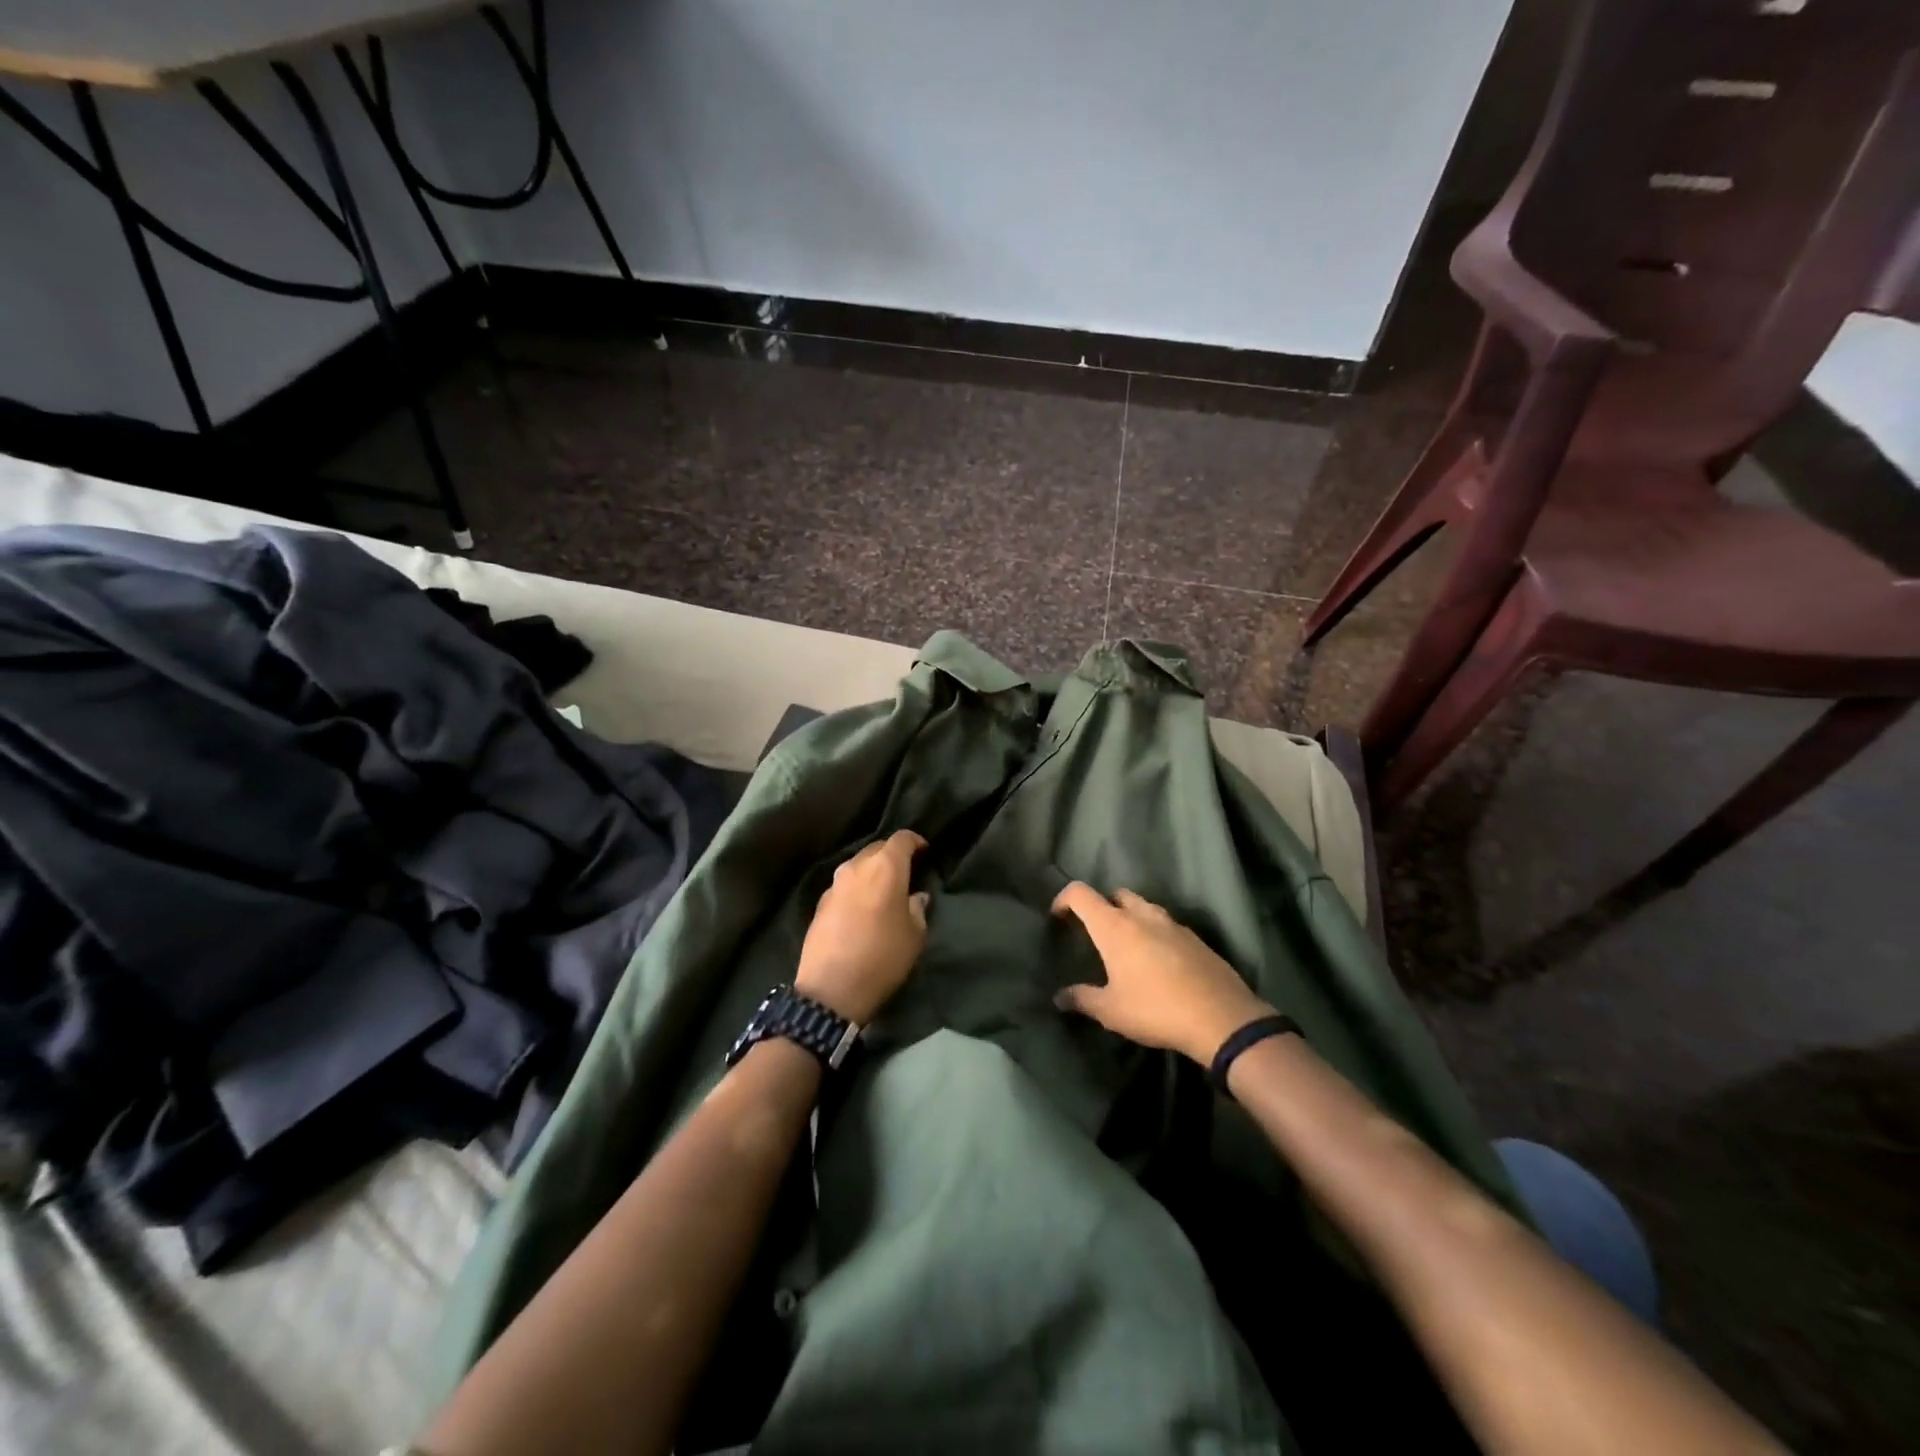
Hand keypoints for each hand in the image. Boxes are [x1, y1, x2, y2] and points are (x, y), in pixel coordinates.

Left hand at [796, 830, 930, 1023]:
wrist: (831, 989)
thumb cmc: (882, 957)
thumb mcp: (914, 935)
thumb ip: (917, 908)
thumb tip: (916, 896)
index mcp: (885, 867)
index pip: (902, 838)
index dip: (915, 842)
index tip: (925, 852)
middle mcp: (856, 867)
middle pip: (877, 849)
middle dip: (893, 855)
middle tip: (906, 873)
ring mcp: (834, 884)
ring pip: (858, 866)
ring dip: (872, 872)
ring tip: (883, 891)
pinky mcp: (820, 903)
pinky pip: (844, 886)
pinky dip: (856, 889)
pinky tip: (862, 908)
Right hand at [1051, 882, 1274, 1064]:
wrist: (1221, 1018)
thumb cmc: (1155, 1009)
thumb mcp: (1111, 1011)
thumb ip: (1082, 999)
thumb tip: (1059, 997)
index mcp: (1114, 926)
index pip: (1081, 894)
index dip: (1064, 899)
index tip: (1058, 917)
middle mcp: (1142, 915)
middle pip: (1115, 894)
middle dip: (1102, 906)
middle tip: (1095, 933)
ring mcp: (1172, 924)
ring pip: (1144, 906)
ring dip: (1131, 917)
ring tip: (1127, 946)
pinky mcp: (1195, 938)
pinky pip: (1167, 925)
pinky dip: (1155, 933)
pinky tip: (1158, 960)